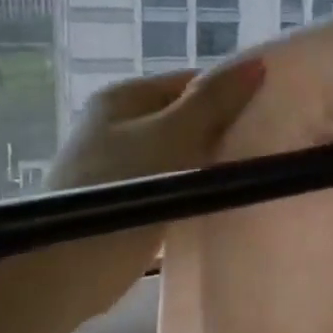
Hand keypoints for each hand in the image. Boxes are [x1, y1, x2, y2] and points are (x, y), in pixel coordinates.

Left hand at [3, 61, 264, 318]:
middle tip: (267, 149)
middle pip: (186, 119)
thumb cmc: (119, 189)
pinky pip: (170, 188)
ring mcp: (119, 166)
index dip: (231, 96)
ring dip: (210, 167)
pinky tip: (221, 203)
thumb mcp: (174, 136)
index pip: (192, 82)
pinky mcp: (124, 203)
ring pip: (181, 157)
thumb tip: (257, 63)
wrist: (63, 269)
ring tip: (252, 177)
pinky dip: (192, 193)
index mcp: (124, 98)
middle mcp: (118, 125)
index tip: (269, 117)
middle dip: (223, 133)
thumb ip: (215, 101)